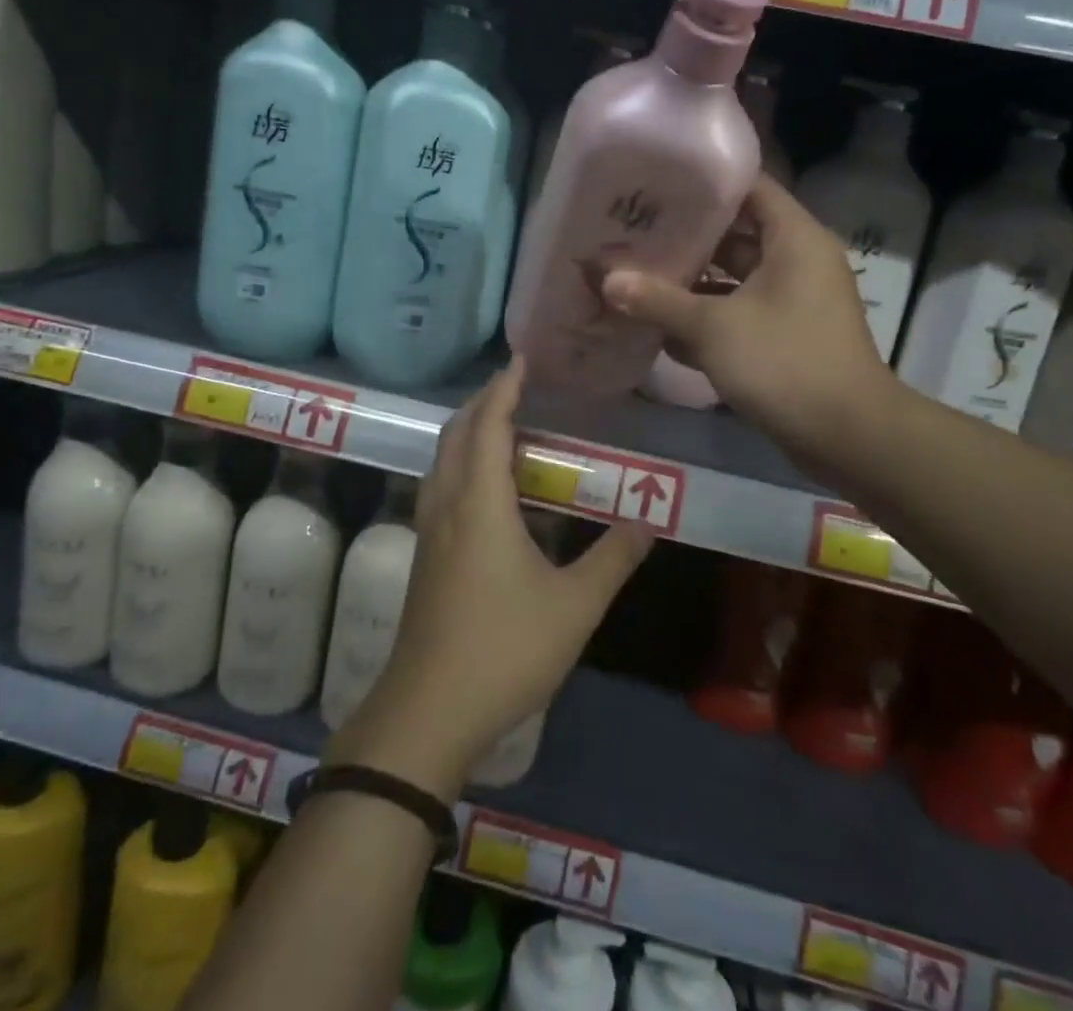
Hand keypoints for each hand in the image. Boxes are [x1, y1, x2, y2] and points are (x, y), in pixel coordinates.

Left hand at [327, 359, 652, 797]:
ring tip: (506, 428)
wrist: (428, 711)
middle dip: (483, 403)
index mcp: (480, 503)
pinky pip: (441, 486)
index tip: (522, 360)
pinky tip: (488, 488)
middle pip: (456, 434)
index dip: (504, 388)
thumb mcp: (574, 606)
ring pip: (443, 460)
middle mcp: (447, 504)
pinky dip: (463, 464)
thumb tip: (647, 522)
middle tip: (518, 388)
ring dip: (469, 433)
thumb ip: (613, 559)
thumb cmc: (504, 649)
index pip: (487, 425)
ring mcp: (430, 531)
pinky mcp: (425, 555)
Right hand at [602, 176, 898, 479]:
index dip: (705, 180)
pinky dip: (707, 315)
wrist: (847, 436)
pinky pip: (740, 311)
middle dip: (687, 235)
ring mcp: (792, 300)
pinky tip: (661, 322)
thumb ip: (658, 300)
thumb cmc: (784, 362)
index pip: (750, 186)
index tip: (658, 180)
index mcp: (794, 238)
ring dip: (692, 279)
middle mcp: (797, 260)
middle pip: (736, 233)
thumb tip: (606, 280)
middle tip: (634, 228)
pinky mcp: (785, 334)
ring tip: (637, 271)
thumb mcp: (714, 328)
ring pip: (734, 276)